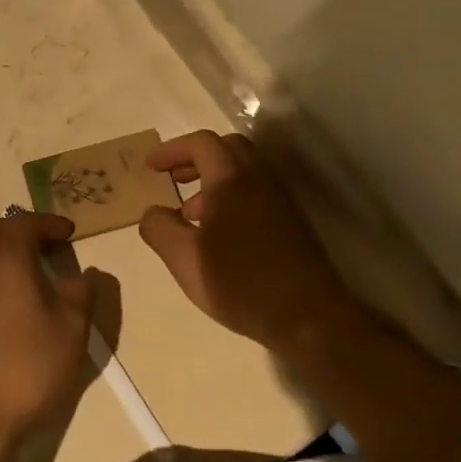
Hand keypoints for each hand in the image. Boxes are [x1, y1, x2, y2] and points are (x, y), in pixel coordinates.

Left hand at [0, 213, 113, 446]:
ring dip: (2, 250)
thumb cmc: (27, 367)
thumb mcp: (70, 331)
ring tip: (30, 271)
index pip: (24, 223)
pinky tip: (6, 299)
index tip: (69, 232)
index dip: (48, 223)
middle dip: (22, 230)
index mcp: (5, 259)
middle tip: (49, 246)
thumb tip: (83, 274)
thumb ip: (80, 294)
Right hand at [139, 130, 355, 348]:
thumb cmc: (241, 283)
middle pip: (226, 148)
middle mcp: (258, 179)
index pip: (201, 143)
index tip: (150, 167)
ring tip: (189, 213)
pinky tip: (217, 233)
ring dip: (212, 179)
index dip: (171, 149)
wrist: (310, 318)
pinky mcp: (290, 220)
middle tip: (172, 178)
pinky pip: (255, 190)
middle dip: (194, 157)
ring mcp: (279, 199)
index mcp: (231, 181)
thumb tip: (152, 212)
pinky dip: (231, 195)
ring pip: (243, 170)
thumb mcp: (184, 260)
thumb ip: (159, 229)